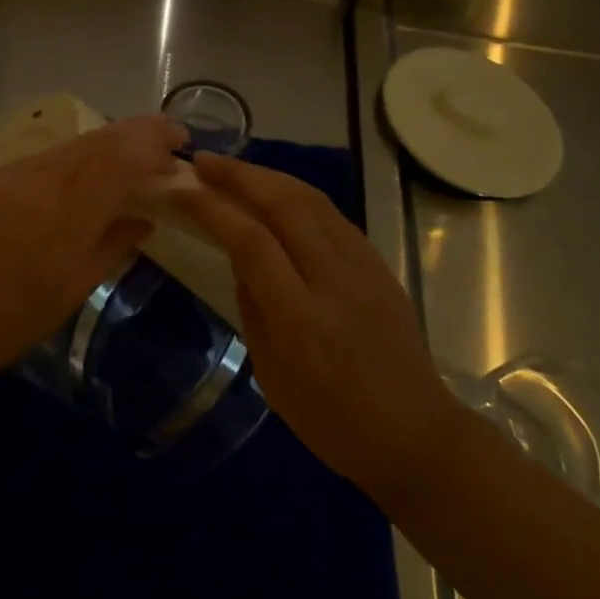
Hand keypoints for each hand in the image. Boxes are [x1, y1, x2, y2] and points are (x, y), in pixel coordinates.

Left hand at [0, 115, 185, 402]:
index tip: (181, 142)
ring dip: (106, 145)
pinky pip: (43, 160)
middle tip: (167, 140)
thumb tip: (143, 221)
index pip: (120, 157)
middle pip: (97, 141)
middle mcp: (36, 180)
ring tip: (132, 157)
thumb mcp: (64, 295)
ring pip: (70, 147)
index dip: (154, 141)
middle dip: (137, 133)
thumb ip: (109, 250)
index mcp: (62, 215)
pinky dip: (75, 160)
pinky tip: (83, 177)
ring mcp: (6, 175)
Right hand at [170, 152, 462, 498]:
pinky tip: (277, 194)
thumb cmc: (332, 422)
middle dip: (239, 175)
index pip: (252, 242)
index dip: (214, 208)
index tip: (183, 189)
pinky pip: (333, 215)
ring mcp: (364, 267)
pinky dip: (297, 195)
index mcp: (301, 319)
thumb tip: (239, 255)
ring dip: (268, 176)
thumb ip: (252, 306)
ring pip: (312, 199)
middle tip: (204, 162)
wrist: (417, 436)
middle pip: (284, 205)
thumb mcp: (271, 375)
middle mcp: (334, 281)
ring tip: (234, 169)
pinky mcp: (379, 264)